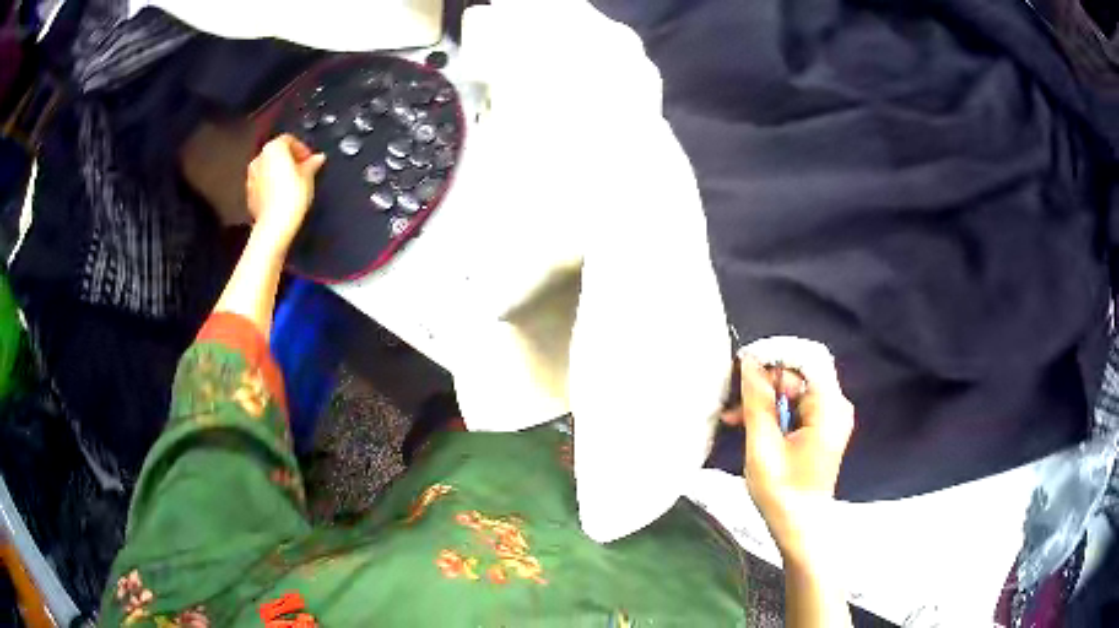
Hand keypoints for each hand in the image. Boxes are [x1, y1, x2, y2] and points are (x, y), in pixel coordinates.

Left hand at [246, 134, 325, 254]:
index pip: (289, 140)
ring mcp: (251, 177)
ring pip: (268, 169)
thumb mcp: (308, 175)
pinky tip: (282, 196)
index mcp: (273, 148)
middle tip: (303, 171)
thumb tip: (318, 158)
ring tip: (293, 185)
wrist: (274, 224)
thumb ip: (312, 163)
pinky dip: (271, 186)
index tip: (310, 159)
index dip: (302, 148)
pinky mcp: (249, 194)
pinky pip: (262, 184)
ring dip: (279, 173)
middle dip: (289, 160)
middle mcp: (259, 159)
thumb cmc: (291, 195)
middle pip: (276, 154)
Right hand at [721, 342, 854, 565]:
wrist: (800, 528)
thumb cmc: (782, 492)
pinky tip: (750, 426)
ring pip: (794, 390)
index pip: (807, 357)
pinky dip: (774, 412)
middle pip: (800, 373)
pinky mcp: (821, 429)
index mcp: (828, 407)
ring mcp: (830, 418)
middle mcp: (835, 406)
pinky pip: (797, 407)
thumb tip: (749, 362)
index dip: (776, 354)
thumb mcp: (763, 446)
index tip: (744, 364)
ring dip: (764, 399)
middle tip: (733, 401)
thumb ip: (757, 401)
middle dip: (765, 382)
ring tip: (734, 417)